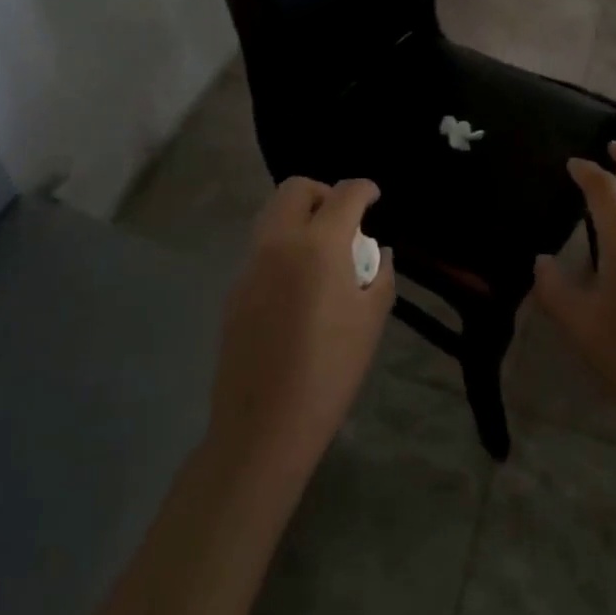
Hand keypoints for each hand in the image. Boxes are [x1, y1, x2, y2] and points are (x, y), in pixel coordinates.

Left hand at [208, 177, 394, 484]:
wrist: (264, 425)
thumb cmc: (330, 371)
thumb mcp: (370, 322)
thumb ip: (380, 276)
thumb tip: (377, 253)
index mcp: (318, 244)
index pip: (344, 194)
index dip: (364, 189)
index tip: (374, 197)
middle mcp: (279, 241)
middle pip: (296, 189)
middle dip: (324, 193)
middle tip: (344, 221)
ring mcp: (250, 264)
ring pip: (273, 213)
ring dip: (299, 215)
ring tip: (322, 251)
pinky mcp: (235, 288)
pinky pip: (262, 247)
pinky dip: (283, 245)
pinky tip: (298, 284)